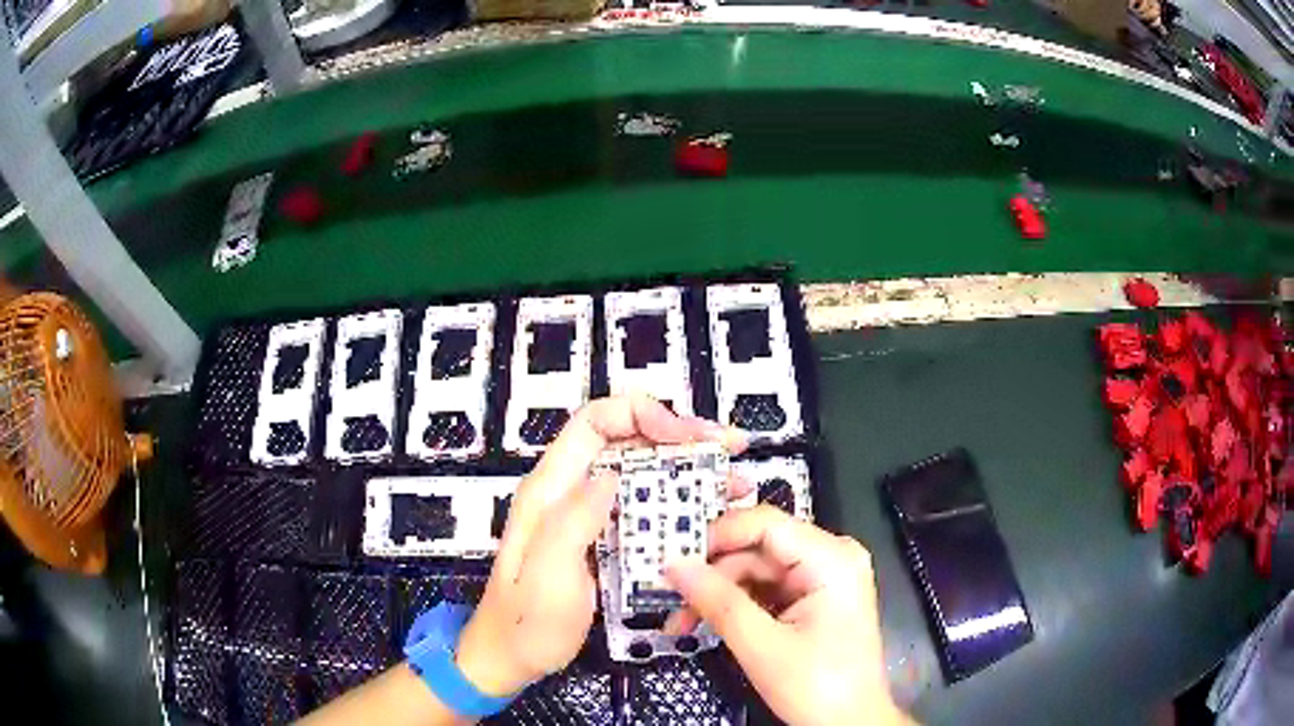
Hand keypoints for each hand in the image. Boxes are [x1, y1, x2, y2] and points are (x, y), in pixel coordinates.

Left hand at [455, 395, 746, 696]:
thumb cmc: (526, 623)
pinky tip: (715, 515)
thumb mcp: (547, 576)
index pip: (594, 422)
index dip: (641, 414)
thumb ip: (573, 521)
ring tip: (735, 482)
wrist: (511, 657)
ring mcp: (590, 516)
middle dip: (681, 437)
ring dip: (690, 470)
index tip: (687, 436)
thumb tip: (612, 473)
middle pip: (628, 441)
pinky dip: (683, 504)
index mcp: (551, 489)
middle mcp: (571, 491)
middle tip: (730, 448)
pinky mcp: (606, 539)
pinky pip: (647, 508)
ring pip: (643, 473)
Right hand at [664, 506, 906, 725]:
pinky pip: (767, 590)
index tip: (673, 557)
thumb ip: (718, 601)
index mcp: (831, 559)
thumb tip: (674, 565)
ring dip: (718, 595)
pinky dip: (737, 606)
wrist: (850, 723)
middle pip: (757, 549)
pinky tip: (709, 624)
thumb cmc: (818, 687)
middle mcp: (831, 558)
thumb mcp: (762, 646)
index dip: (715, 535)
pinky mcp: (814, 600)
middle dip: (712, 576)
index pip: (765, 524)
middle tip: (670, 601)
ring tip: (682, 623)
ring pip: (757, 571)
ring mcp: (824, 579)